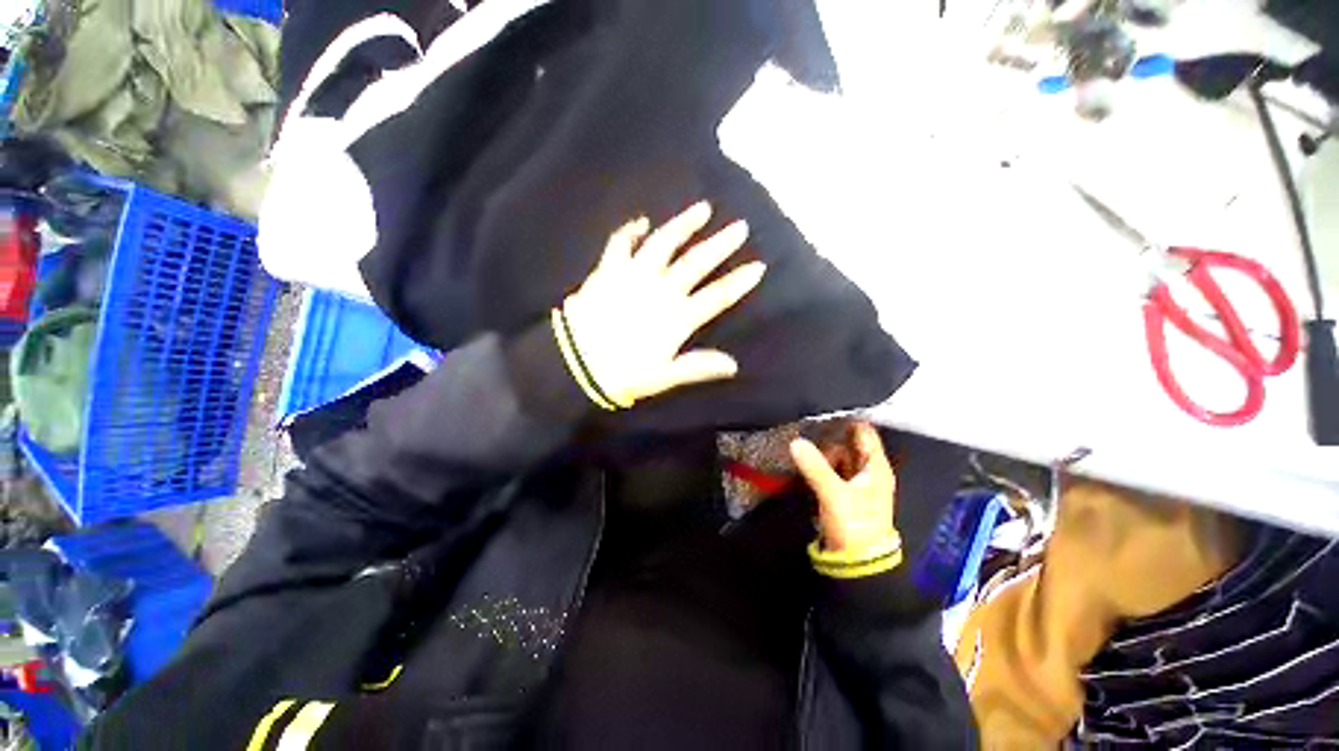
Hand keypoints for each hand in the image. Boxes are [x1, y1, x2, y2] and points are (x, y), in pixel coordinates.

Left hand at [562, 201, 764, 405]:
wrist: (575, 363)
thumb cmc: (623, 374)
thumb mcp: (664, 376)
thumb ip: (698, 366)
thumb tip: (733, 364)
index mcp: (677, 317)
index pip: (717, 297)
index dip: (739, 282)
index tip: (758, 266)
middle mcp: (660, 290)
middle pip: (696, 262)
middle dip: (720, 245)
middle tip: (739, 227)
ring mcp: (633, 275)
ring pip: (663, 243)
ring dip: (683, 225)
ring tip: (702, 209)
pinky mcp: (608, 270)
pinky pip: (621, 243)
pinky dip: (631, 231)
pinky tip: (641, 221)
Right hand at [790, 422, 896, 554]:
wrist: (856, 562)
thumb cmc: (854, 525)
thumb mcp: (834, 494)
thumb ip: (815, 467)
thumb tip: (795, 441)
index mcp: (875, 467)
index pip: (864, 433)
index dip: (847, 420)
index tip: (823, 410)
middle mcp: (867, 470)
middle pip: (847, 443)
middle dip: (828, 437)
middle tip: (805, 431)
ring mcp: (854, 480)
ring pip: (836, 456)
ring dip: (821, 453)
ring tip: (802, 448)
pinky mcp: (842, 490)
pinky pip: (830, 469)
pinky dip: (819, 464)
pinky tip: (805, 461)